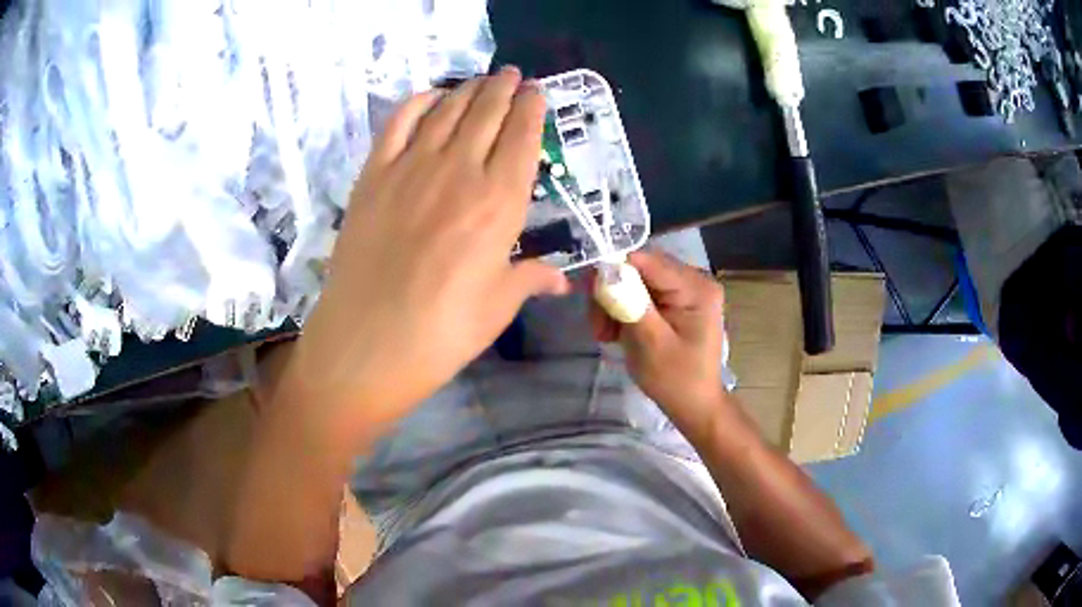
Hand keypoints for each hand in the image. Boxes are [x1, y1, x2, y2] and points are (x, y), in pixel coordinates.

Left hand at [284, 68, 568, 433]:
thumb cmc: (442, 333)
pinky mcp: (374, 175)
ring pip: (448, 110)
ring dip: (469, 89)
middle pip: (487, 112)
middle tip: (512, 76)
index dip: (532, 109)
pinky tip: (431, 96)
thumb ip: (532, 278)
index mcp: (501, 203)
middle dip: (504, 88)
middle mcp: (460, 172)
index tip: (537, 92)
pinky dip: (418, 102)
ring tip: (481, 81)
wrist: (367, 344)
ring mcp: (412, 168)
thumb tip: (562, 280)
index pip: (524, 137)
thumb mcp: (498, 307)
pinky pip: (399, 123)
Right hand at [589, 251, 725, 427]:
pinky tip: (618, 333)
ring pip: (636, 280)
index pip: (645, 260)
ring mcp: (686, 289)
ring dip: (614, 303)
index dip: (612, 272)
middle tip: (599, 328)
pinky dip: (624, 309)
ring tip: (606, 335)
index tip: (591, 298)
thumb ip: (629, 303)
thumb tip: (605, 270)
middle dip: (612, 293)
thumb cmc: (676, 380)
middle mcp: (694, 279)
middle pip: (639, 268)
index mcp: (695, 287)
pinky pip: (642, 293)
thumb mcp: (650, 343)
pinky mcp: (677, 300)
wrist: (694, 405)